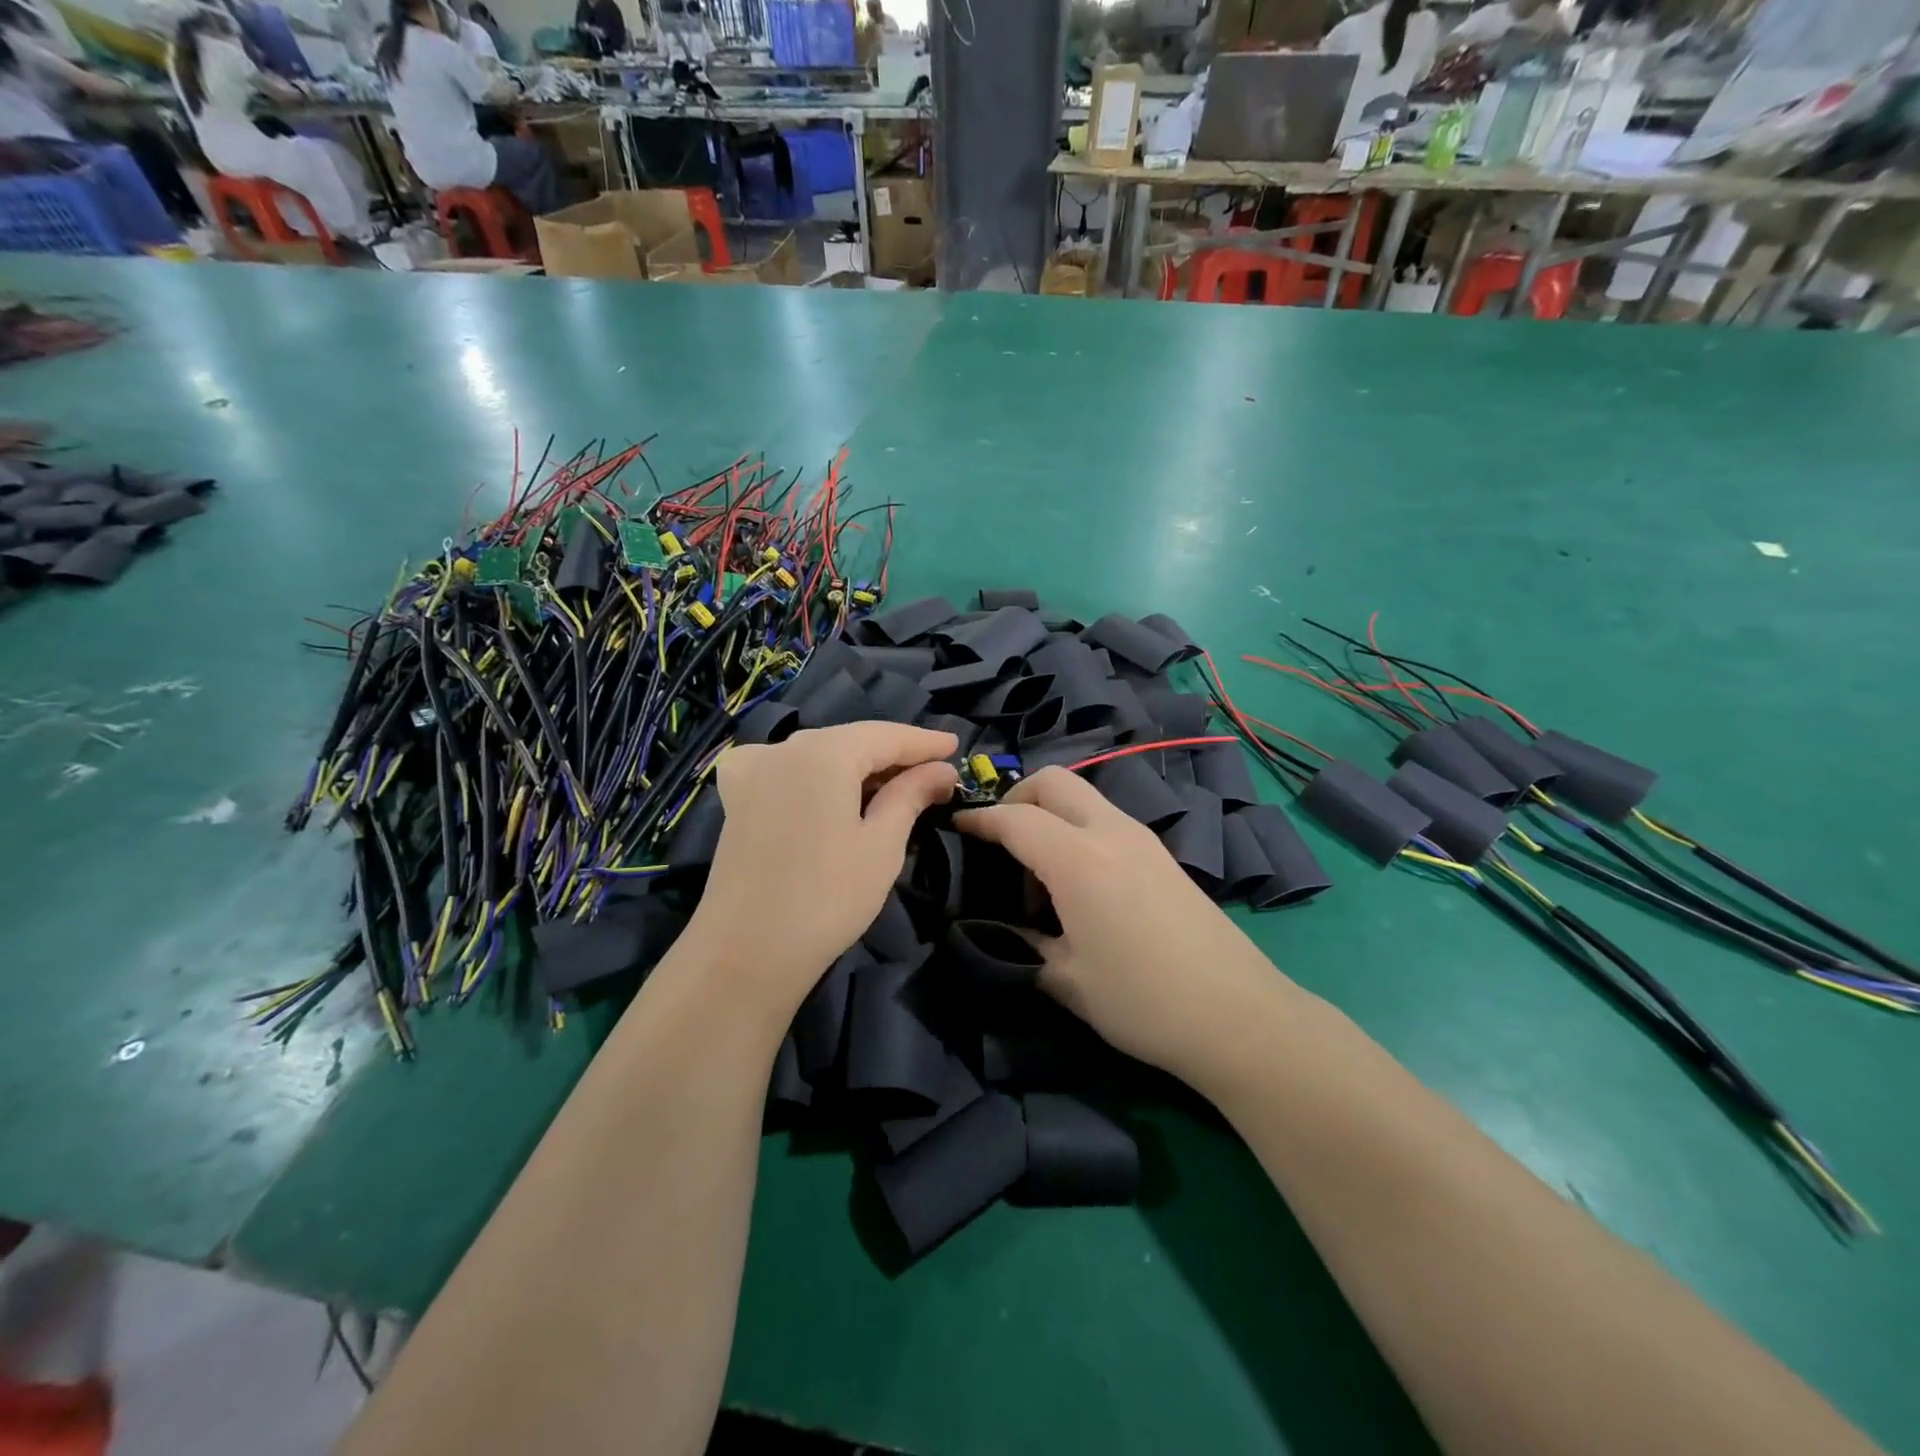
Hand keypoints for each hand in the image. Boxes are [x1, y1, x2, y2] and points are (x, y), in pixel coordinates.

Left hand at [688, 723, 958, 1013]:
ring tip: (893, 785)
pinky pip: (783, 769)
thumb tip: (941, 770)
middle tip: (932, 772)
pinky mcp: (736, 799)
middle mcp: (783, 748)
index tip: (955, 746)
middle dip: (892, 755)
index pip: (885, 735)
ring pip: (818, 755)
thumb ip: (911, 795)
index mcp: (822, 752)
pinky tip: (826, 785)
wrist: (748, 952)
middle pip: (850, 741)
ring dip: (856, 767)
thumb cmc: (828, 897)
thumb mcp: (882, 844)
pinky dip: (813, 773)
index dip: (924, 742)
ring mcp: (752, 771)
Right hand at [956, 768, 1294, 1080]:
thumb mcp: (1067, 980)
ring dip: (1051, 816)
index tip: (955, 828)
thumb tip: (1000, 930)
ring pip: (1084, 798)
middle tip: (999, 842)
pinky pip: (1107, 821)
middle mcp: (1110, 832)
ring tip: (1040, 877)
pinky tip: (1080, 885)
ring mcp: (1143, 839)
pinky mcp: (1163, 855)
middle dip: (1016, 798)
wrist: (1239, 1016)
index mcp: (1078, 859)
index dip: (979, 820)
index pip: (1015, 818)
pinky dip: (1079, 831)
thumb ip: (1022, 946)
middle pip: (1053, 782)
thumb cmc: (1142, 1000)